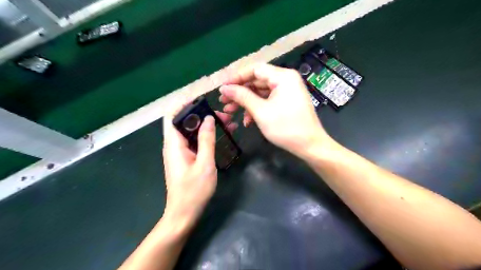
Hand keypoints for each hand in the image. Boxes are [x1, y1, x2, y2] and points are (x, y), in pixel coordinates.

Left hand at [161, 103, 235, 232]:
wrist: (184, 213)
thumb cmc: (193, 190)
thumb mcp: (204, 164)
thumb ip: (206, 140)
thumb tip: (208, 119)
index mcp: (174, 144)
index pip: (172, 115)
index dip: (183, 104)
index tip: (201, 99)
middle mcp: (174, 145)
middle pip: (184, 121)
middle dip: (202, 114)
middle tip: (222, 115)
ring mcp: (180, 152)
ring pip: (191, 131)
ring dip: (206, 125)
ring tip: (227, 123)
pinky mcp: (186, 158)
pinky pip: (195, 141)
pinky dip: (206, 135)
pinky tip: (221, 135)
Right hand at [220, 62, 330, 156]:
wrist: (309, 146)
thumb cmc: (286, 127)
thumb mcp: (260, 111)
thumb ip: (242, 96)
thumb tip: (224, 88)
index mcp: (283, 77)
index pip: (254, 69)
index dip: (236, 77)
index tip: (222, 88)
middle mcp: (286, 80)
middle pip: (257, 81)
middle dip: (239, 92)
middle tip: (223, 102)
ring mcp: (287, 91)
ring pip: (260, 92)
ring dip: (246, 102)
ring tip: (230, 112)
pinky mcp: (286, 101)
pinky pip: (268, 100)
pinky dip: (256, 108)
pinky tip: (247, 121)